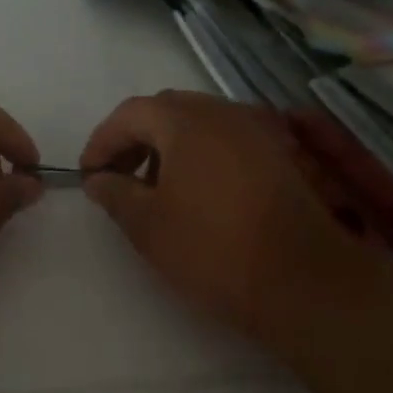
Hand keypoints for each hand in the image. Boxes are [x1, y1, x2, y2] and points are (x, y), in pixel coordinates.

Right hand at [79, 90, 392, 341]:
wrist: (304, 281)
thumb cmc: (213, 249)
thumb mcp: (147, 226)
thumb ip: (115, 194)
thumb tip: (98, 179)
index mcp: (187, 121)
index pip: (131, 114)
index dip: (103, 141)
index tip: (88, 174)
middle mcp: (226, 112)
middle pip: (168, 111)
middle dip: (136, 139)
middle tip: (118, 176)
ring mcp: (262, 130)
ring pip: (202, 124)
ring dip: (170, 146)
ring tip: (156, 188)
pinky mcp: (284, 154)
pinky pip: (231, 140)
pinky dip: (204, 154)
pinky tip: (200, 192)